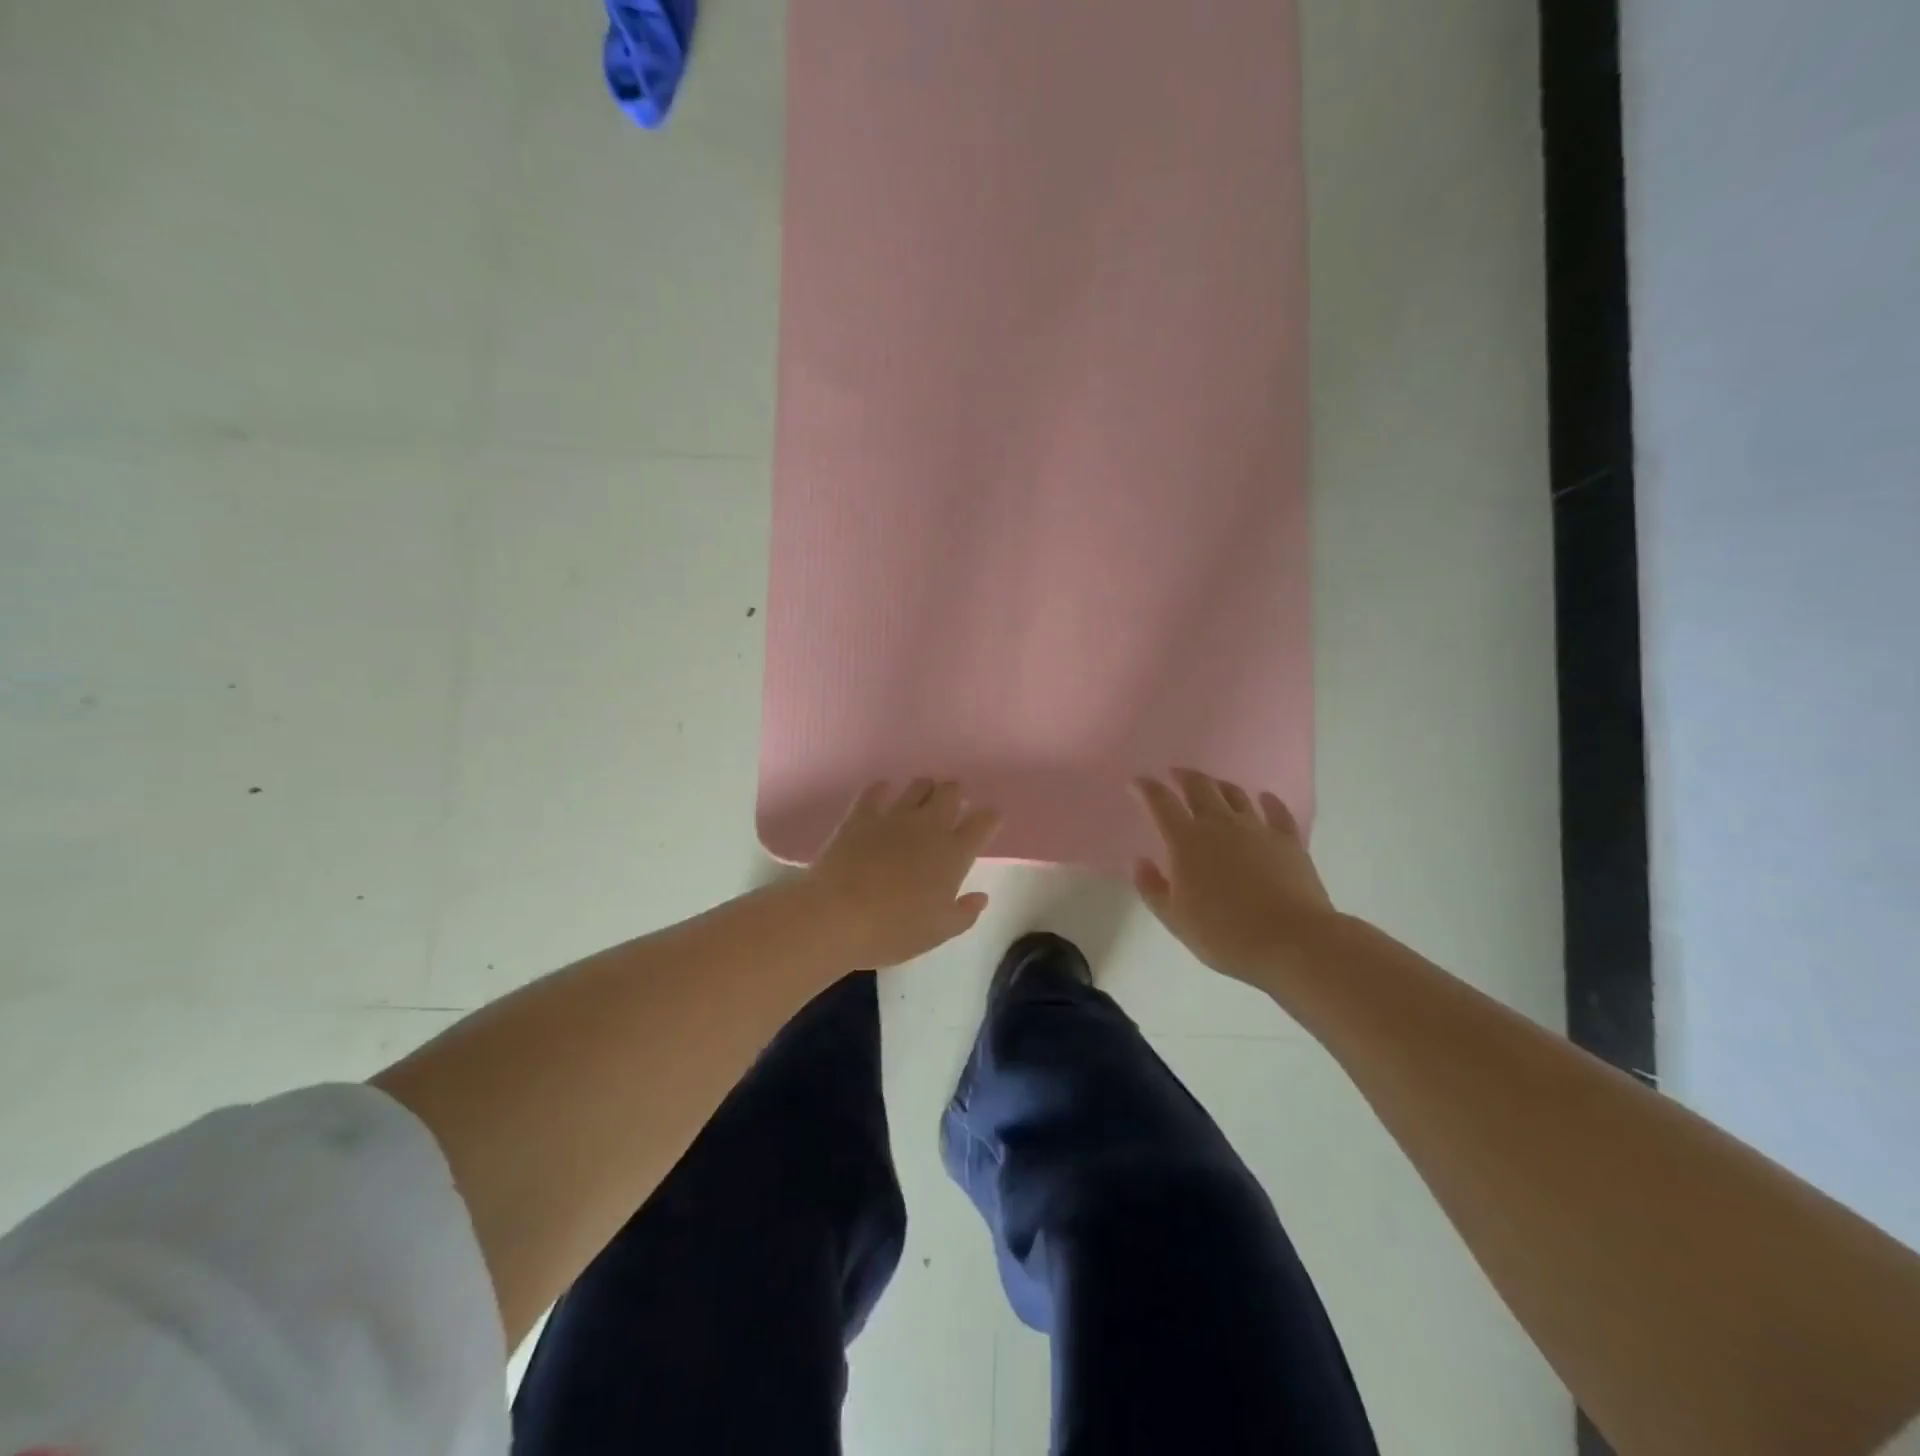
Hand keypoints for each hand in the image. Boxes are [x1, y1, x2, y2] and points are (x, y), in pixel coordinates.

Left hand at [806, 779, 1001, 967]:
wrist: (836, 916)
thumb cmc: (893, 930)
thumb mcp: (937, 932)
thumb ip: (964, 913)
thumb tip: (980, 897)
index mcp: (954, 854)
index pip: (983, 822)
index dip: (990, 818)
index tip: (988, 821)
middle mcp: (929, 826)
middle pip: (951, 792)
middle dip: (955, 795)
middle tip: (951, 808)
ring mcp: (894, 815)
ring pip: (918, 785)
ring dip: (924, 789)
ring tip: (920, 800)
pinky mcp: (861, 814)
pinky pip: (875, 790)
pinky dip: (882, 790)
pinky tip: (882, 794)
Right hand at [1132, 769, 1338, 986]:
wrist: (1292, 941)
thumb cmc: (1225, 935)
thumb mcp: (1175, 920)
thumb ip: (1152, 887)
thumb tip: (1140, 861)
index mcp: (1186, 841)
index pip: (1160, 802)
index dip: (1145, 788)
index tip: (1136, 782)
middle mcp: (1219, 824)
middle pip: (1198, 786)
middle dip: (1183, 776)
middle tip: (1174, 774)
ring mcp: (1256, 828)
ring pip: (1234, 793)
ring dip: (1218, 785)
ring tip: (1212, 786)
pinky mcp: (1288, 839)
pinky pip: (1276, 811)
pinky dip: (1267, 801)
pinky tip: (1264, 798)